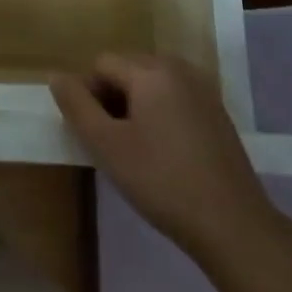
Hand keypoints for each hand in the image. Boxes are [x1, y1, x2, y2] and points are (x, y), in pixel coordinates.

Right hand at [51, 52, 280, 259]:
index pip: (101, 64)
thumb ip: (76, 105)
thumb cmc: (162, 181)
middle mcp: (178, 68)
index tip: (95, 135)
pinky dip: (160, 115)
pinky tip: (165, 154)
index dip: (88, 96)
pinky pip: (173, 99)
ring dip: (135, 107)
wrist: (234, 227)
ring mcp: (203, 89)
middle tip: (114, 144)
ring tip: (137, 150)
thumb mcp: (106, 145)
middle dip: (112, 99)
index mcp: (151, 70)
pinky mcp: (217, 113)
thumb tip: (56, 75)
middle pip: (126, 69)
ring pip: (150, 85)